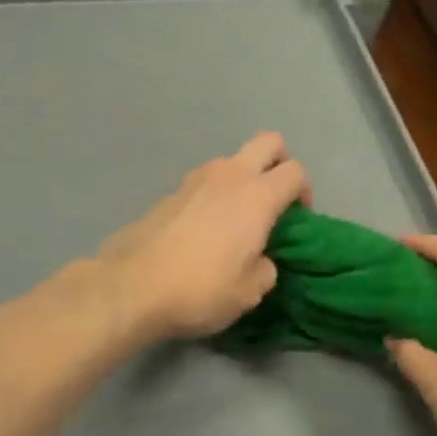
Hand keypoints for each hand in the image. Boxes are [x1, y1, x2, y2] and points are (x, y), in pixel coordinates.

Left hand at [97, 132, 309, 342]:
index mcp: (257, 196)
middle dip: (279, 162)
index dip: (304, 192)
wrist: (132, 287)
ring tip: (236, 218)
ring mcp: (195, 179)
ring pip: (231, 161)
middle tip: (274, 199)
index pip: (295, 171)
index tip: (297, 220)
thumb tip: (260, 259)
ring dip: (242, 179)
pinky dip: (213, 195)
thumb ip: (265, 268)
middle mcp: (229, 176)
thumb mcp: (249, 292)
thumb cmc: (201, 289)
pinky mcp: (169, 192)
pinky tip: (204, 230)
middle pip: (268, 142)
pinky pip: (204, 182)